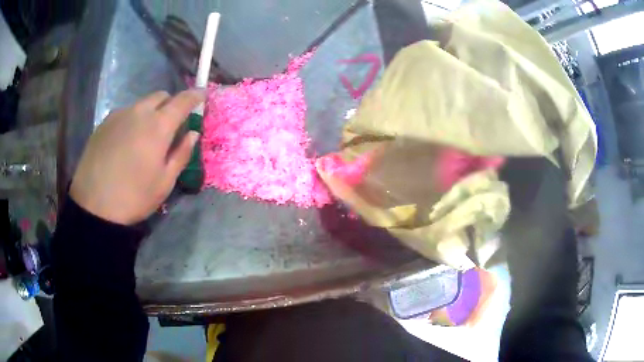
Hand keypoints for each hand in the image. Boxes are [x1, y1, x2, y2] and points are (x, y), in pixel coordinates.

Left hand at [70, 90, 203, 224]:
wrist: (94, 206)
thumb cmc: (134, 196)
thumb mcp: (165, 182)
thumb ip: (181, 153)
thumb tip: (193, 133)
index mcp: (158, 126)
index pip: (182, 100)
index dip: (195, 96)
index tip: (202, 95)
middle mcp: (139, 112)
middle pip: (160, 96)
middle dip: (170, 104)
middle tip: (171, 124)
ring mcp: (119, 115)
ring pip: (141, 104)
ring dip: (150, 113)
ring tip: (144, 137)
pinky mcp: (104, 123)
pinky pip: (124, 113)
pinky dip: (132, 120)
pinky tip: (126, 142)